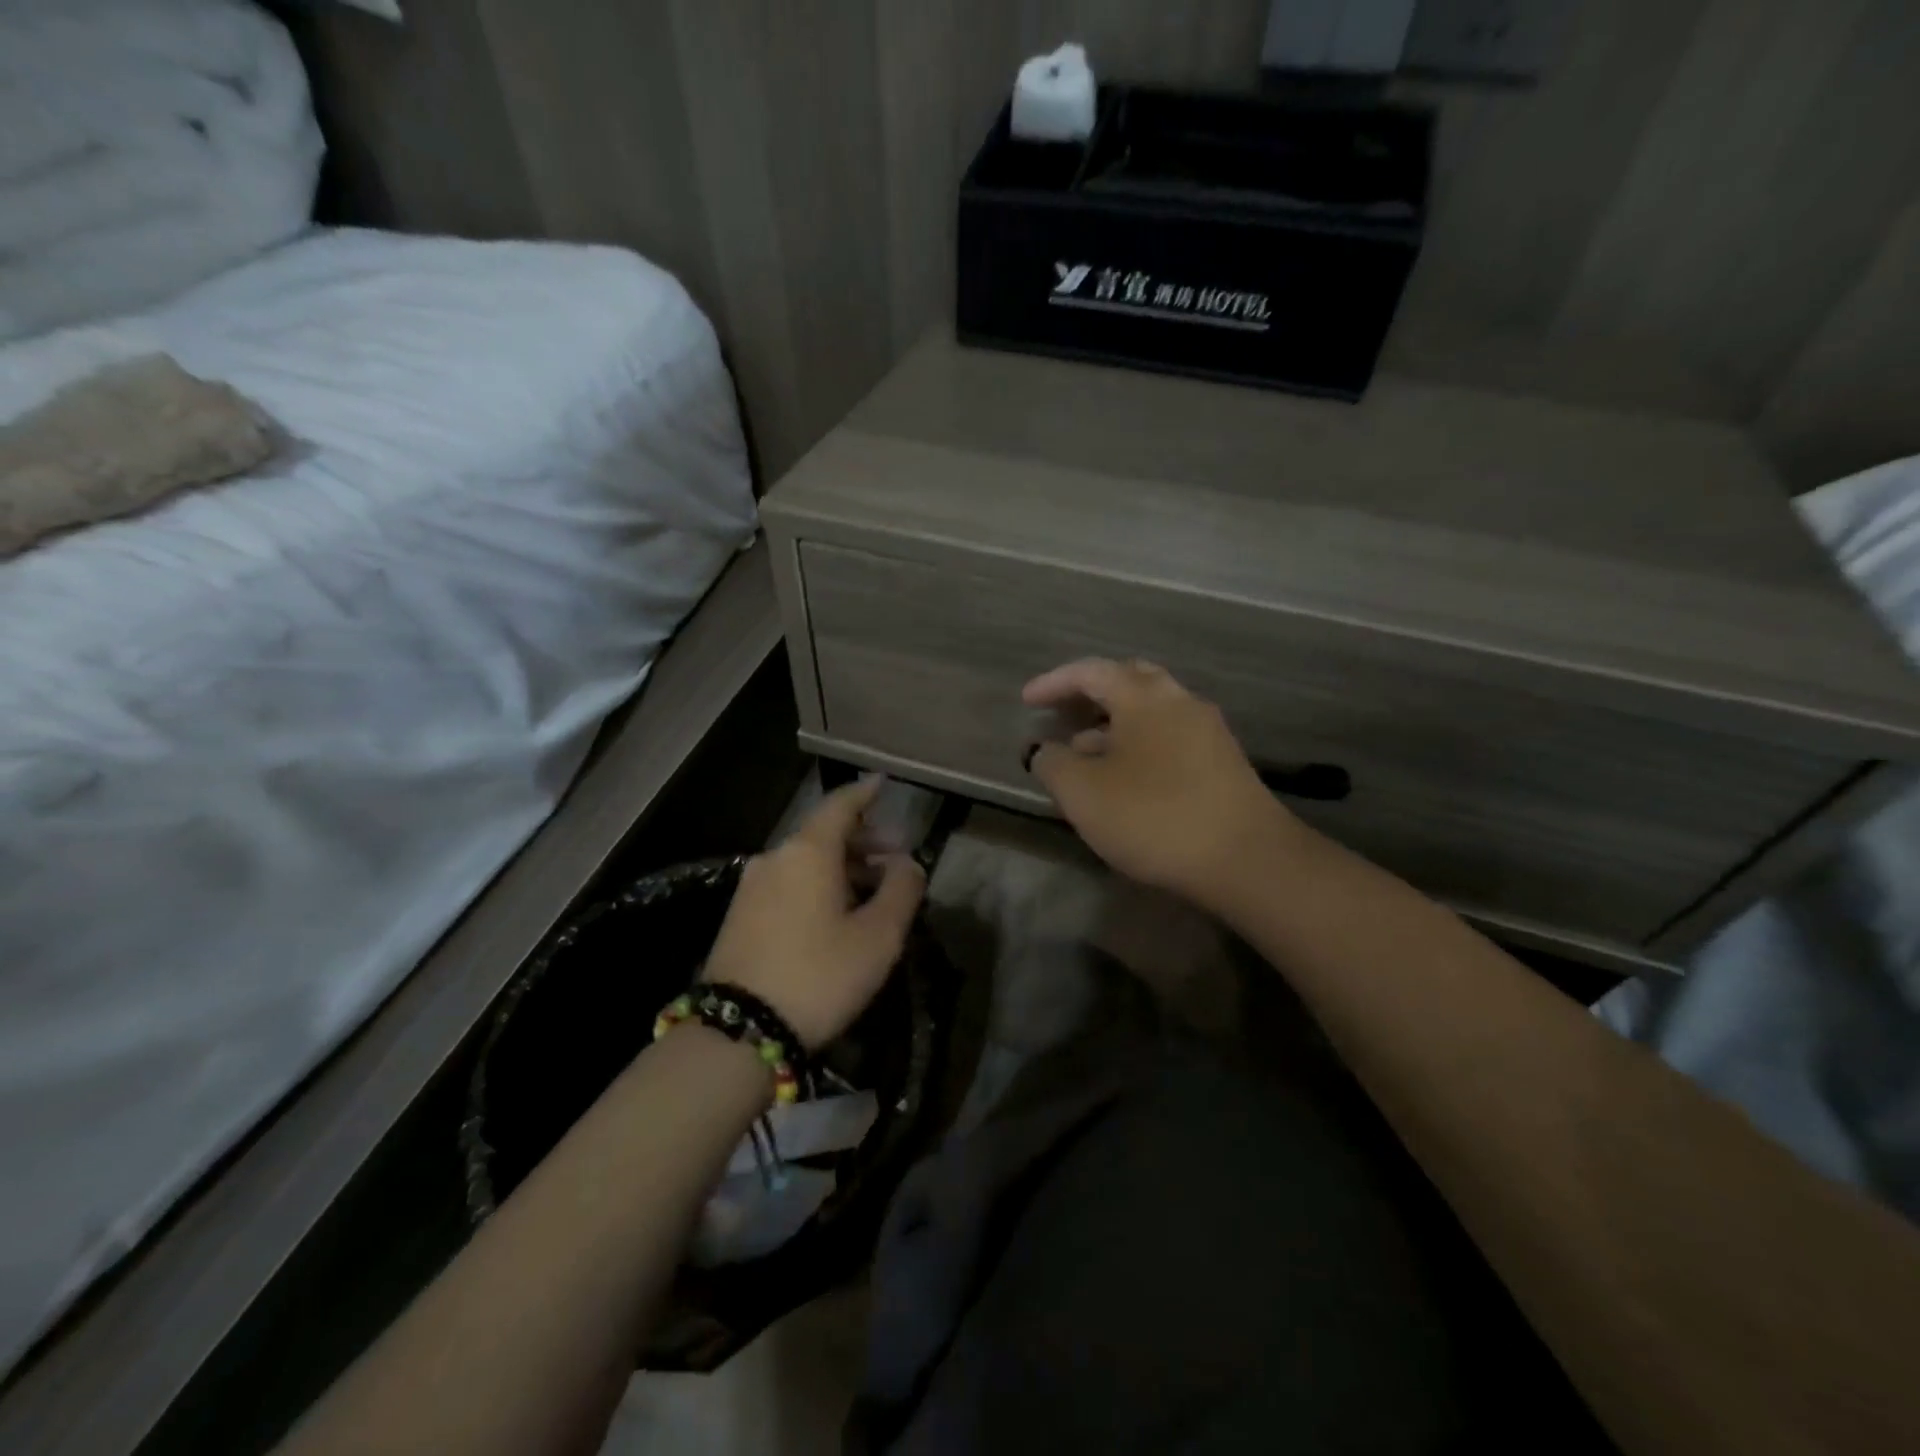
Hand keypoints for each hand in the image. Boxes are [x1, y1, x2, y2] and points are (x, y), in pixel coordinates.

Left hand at [704, 778, 925, 1050]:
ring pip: (806, 860)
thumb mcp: (878, 936)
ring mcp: (752, 886)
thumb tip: (908, 864)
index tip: (884, 782)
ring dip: (844, 866)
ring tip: (874, 887)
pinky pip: (789, 882)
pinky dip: (819, 883)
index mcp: (808, 851)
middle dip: (864, 839)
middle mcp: (776, 857)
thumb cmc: (819, 975)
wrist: (739, 1031)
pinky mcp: (741, 915)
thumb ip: (902, 890)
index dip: (865, 792)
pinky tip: (838, 910)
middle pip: (824, 834)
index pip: (841, 805)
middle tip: (898, 854)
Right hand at [1023, 659, 1299, 908]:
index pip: (1091, 671)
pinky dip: (1138, 746)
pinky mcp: (1222, 763)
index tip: (1027, 700)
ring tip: (1084, 751)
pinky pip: (1169, 739)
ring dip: (1113, 724)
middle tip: (1062, 712)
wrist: (1245, 860)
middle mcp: (1180, 702)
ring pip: (1151, 713)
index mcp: (1144, 696)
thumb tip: (1046, 749)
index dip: (1054, 682)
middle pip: (1129, 681)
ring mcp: (1207, 732)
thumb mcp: (1083, 792)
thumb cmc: (1153, 816)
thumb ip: (1053, 763)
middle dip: (1091, 694)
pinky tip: (1124, 779)